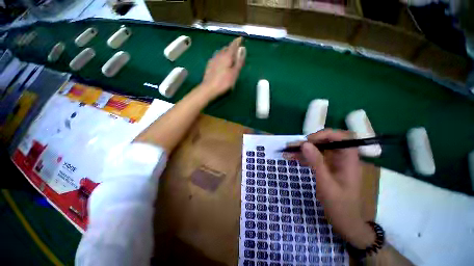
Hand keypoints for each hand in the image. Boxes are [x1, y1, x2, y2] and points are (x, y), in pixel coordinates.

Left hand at [199, 37, 244, 98]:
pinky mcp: (209, 65)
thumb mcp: (234, 73)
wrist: (209, 89)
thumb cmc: (224, 82)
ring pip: (220, 52)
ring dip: (225, 52)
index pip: (233, 45)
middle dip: (231, 47)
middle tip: (236, 50)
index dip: (237, 41)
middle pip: (226, 48)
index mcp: (227, 56)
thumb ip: (239, 61)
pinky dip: (220, 57)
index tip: (241, 38)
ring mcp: (213, 60)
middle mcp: (219, 55)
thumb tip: (243, 49)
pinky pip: (216, 57)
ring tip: (229, 55)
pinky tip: (220, 62)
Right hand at [287, 129, 375, 248]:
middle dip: (309, 142)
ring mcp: (333, 163)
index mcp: (349, 160)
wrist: (344, 222)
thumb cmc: (339, 205)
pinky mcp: (326, 168)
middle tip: (294, 146)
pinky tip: (292, 158)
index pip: (341, 138)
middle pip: (326, 142)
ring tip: (288, 151)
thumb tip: (305, 144)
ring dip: (303, 150)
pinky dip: (303, 158)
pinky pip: (314, 158)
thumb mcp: (326, 183)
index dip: (325, 134)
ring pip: (318, 150)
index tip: (309, 141)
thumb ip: (316, 162)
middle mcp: (342, 158)